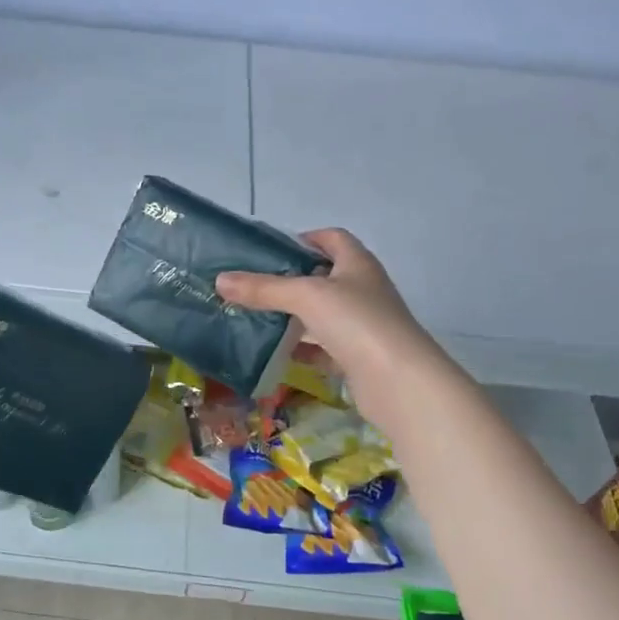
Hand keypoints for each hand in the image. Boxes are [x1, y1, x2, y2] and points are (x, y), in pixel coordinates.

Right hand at [216, 229, 441, 418]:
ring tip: (254, 318)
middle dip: (289, 281)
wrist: (398, 381)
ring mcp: (361, 325)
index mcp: (357, 263)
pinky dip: (301, 348)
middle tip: (251, 287)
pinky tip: (275, 352)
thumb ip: (263, 288)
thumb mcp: (305, 297)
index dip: (303, 239)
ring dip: (292, 316)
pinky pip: (322, 346)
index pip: (331, 238)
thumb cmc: (356, 322)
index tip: (270, 251)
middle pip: (322, 277)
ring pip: (320, 314)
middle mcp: (362, 289)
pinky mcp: (356, 356)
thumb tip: (220, 280)